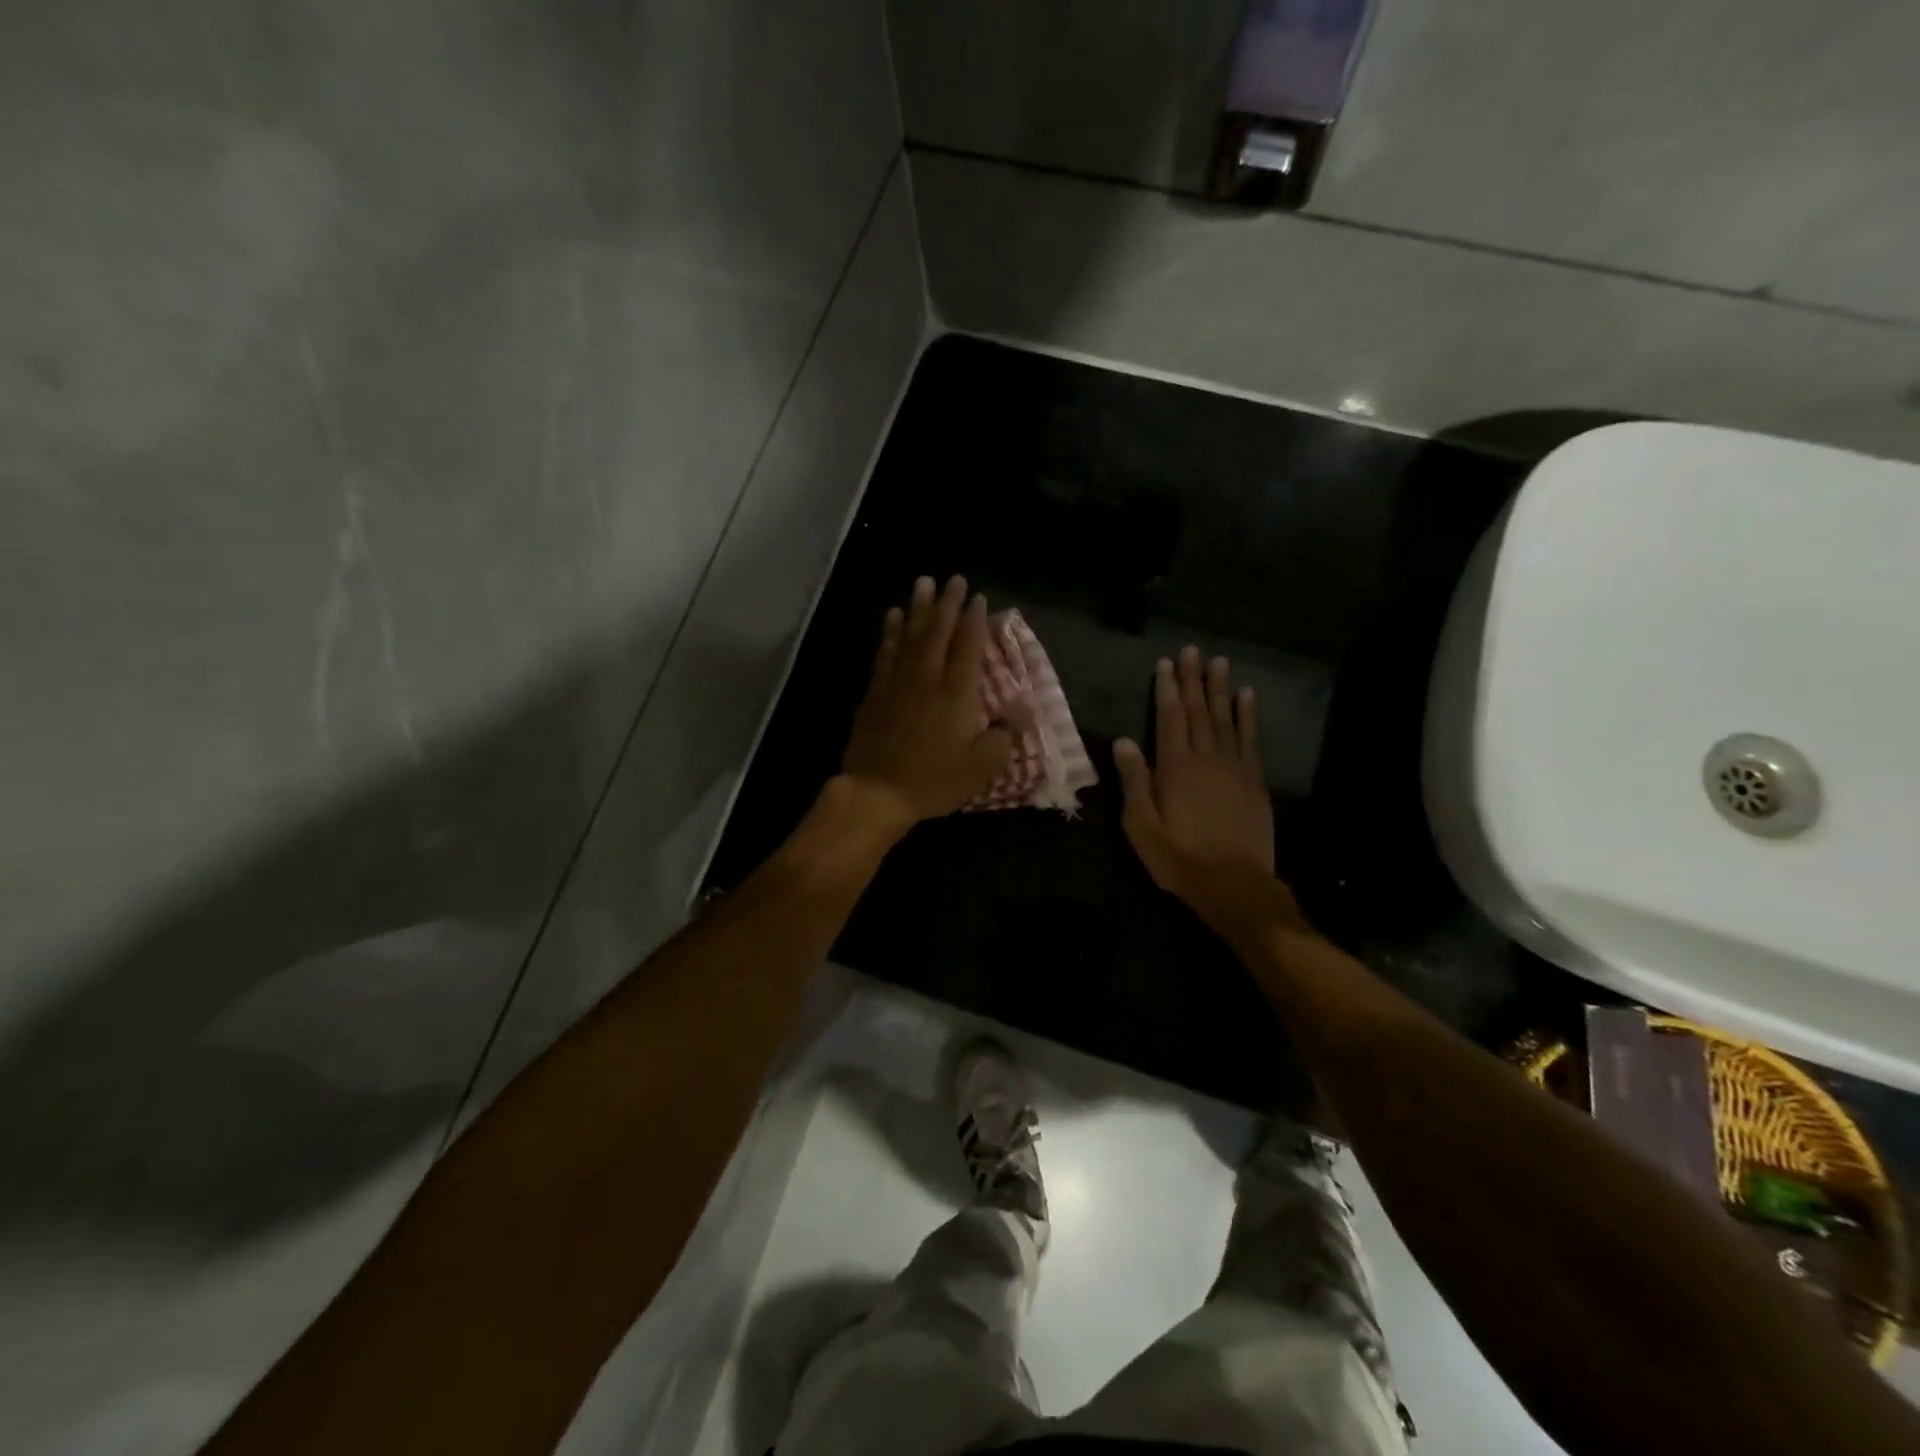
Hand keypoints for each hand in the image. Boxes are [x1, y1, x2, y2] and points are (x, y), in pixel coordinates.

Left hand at [838, 576, 1027, 835]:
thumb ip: (1005, 735)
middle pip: (938, 632)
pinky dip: (891, 632)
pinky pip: (885, 653)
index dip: (974, 620)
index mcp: (957, 693)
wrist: (877, 791)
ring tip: (922, 583)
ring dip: (917, 608)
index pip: (968, 646)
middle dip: (947, 603)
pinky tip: (893, 617)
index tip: (978, 598)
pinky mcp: (875, 693)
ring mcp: (897, 683)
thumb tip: (1025, 709)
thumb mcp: (982, 766)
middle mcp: (927, 678)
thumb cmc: (934, 780)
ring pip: (910, 635)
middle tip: (952, 578)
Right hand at [1113, 647, 1279, 919]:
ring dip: (1220, 689)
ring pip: (1225, 718)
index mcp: (1174, 767)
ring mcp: (1234, 767)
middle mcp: (1206, 758)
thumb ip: (1134, 781)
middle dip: (1193, 680)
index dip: (1167, 690)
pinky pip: (1250, 738)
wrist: (1234, 884)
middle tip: (1191, 650)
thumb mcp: (1141, 826)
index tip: (1166, 664)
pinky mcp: (1254, 780)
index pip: (1170, 718)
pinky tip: (1247, 696)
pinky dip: (1248, 715)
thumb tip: (1123, 741)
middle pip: (1198, 711)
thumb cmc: (1179, 858)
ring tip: (1219, 661)